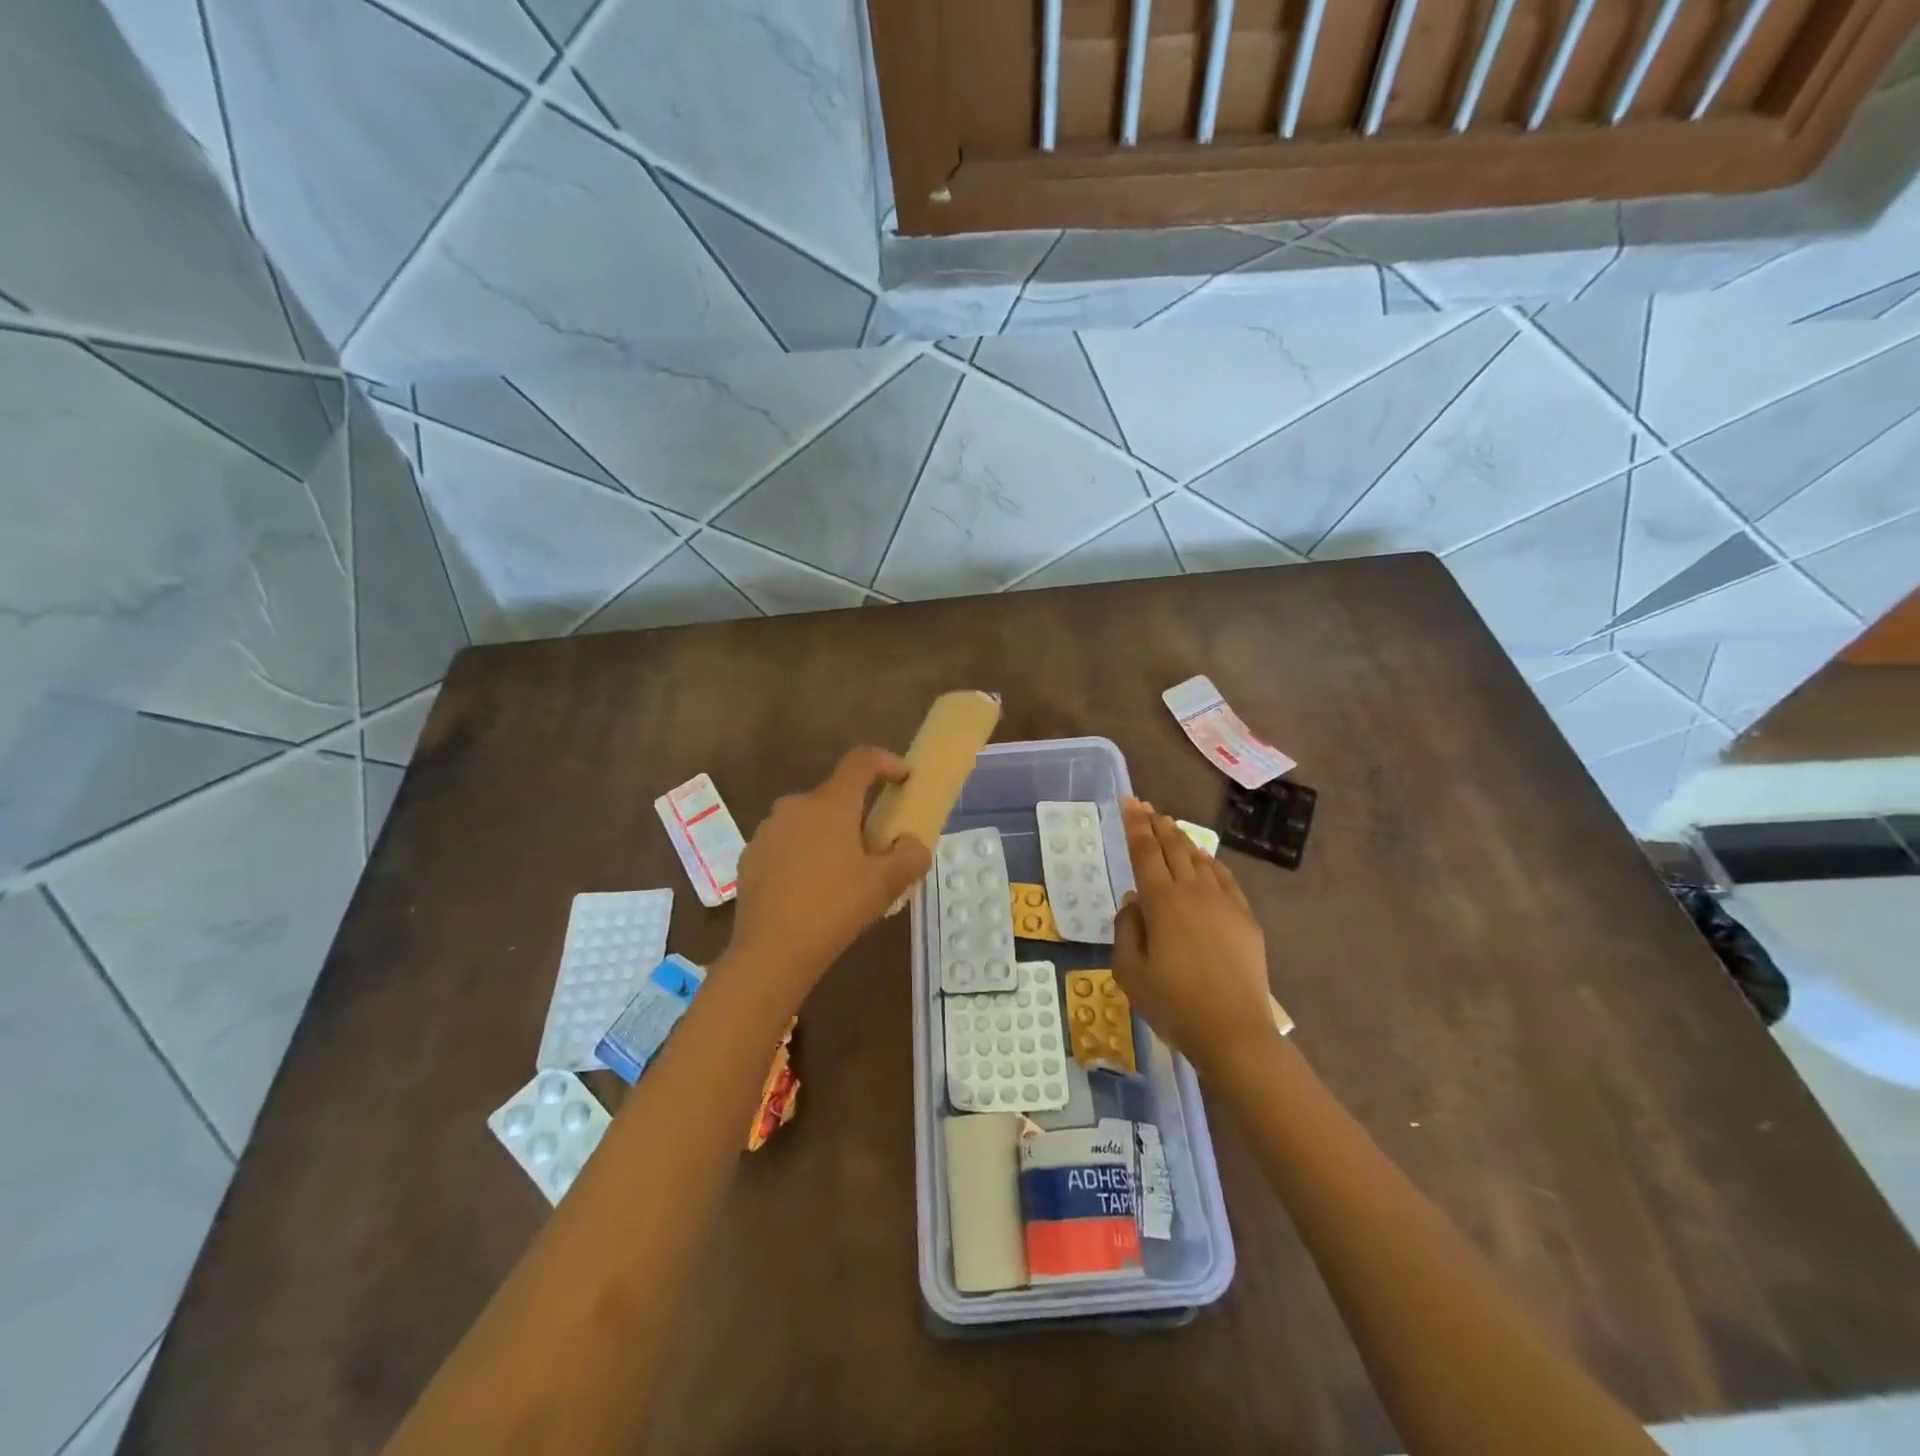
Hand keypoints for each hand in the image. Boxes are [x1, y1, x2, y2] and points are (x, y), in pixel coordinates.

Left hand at [728, 747, 932, 993]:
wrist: (770, 952)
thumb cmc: (834, 909)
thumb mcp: (885, 886)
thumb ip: (911, 857)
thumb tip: (913, 845)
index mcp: (831, 804)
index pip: (862, 761)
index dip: (887, 761)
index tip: (904, 778)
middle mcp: (795, 806)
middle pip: (835, 796)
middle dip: (858, 813)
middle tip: (875, 847)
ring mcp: (768, 830)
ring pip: (809, 821)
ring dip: (829, 835)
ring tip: (842, 874)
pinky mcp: (750, 855)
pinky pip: (786, 843)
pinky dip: (803, 855)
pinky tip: (810, 890)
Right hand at [1113, 799, 1274, 1074]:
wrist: (1234, 1032)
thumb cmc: (1173, 1004)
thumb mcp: (1130, 972)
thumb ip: (1126, 930)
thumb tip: (1133, 902)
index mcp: (1161, 901)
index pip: (1145, 852)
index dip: (1135, 825)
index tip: (1129, 803)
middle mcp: (1193, 891)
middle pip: (1173, 847)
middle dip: (1157, 824)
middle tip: (1146, 807)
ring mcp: (1224, 902)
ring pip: (1200, 859)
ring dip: (1182, 840)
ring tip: (1170, 827)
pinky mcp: (1245, 918)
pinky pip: (1225, 878)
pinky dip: (1210, 863)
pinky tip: (1205, 861)